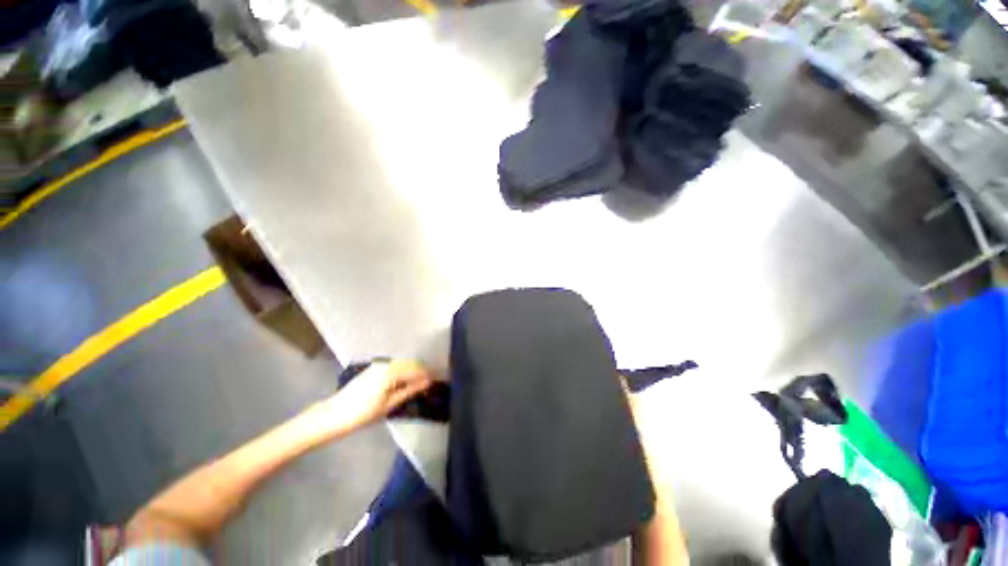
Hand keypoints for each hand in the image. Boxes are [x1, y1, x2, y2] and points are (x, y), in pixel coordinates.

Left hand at [326, 360, 434, 431]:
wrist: (333, 415)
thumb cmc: (362, 413)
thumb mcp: (389, 404)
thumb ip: (409, 390)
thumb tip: (427, 382)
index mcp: (391, 372)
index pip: (416, 369)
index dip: (427, 374)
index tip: (437, 379)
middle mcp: (386, 364)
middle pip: (410, 363)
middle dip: (421, 371)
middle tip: (430, 382)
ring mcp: (378, 365)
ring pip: (402, 364)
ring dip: (412, 371)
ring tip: (420, 383)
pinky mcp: (373, 369)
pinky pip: (394, 366)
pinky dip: (403, 371)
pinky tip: (405, 381)